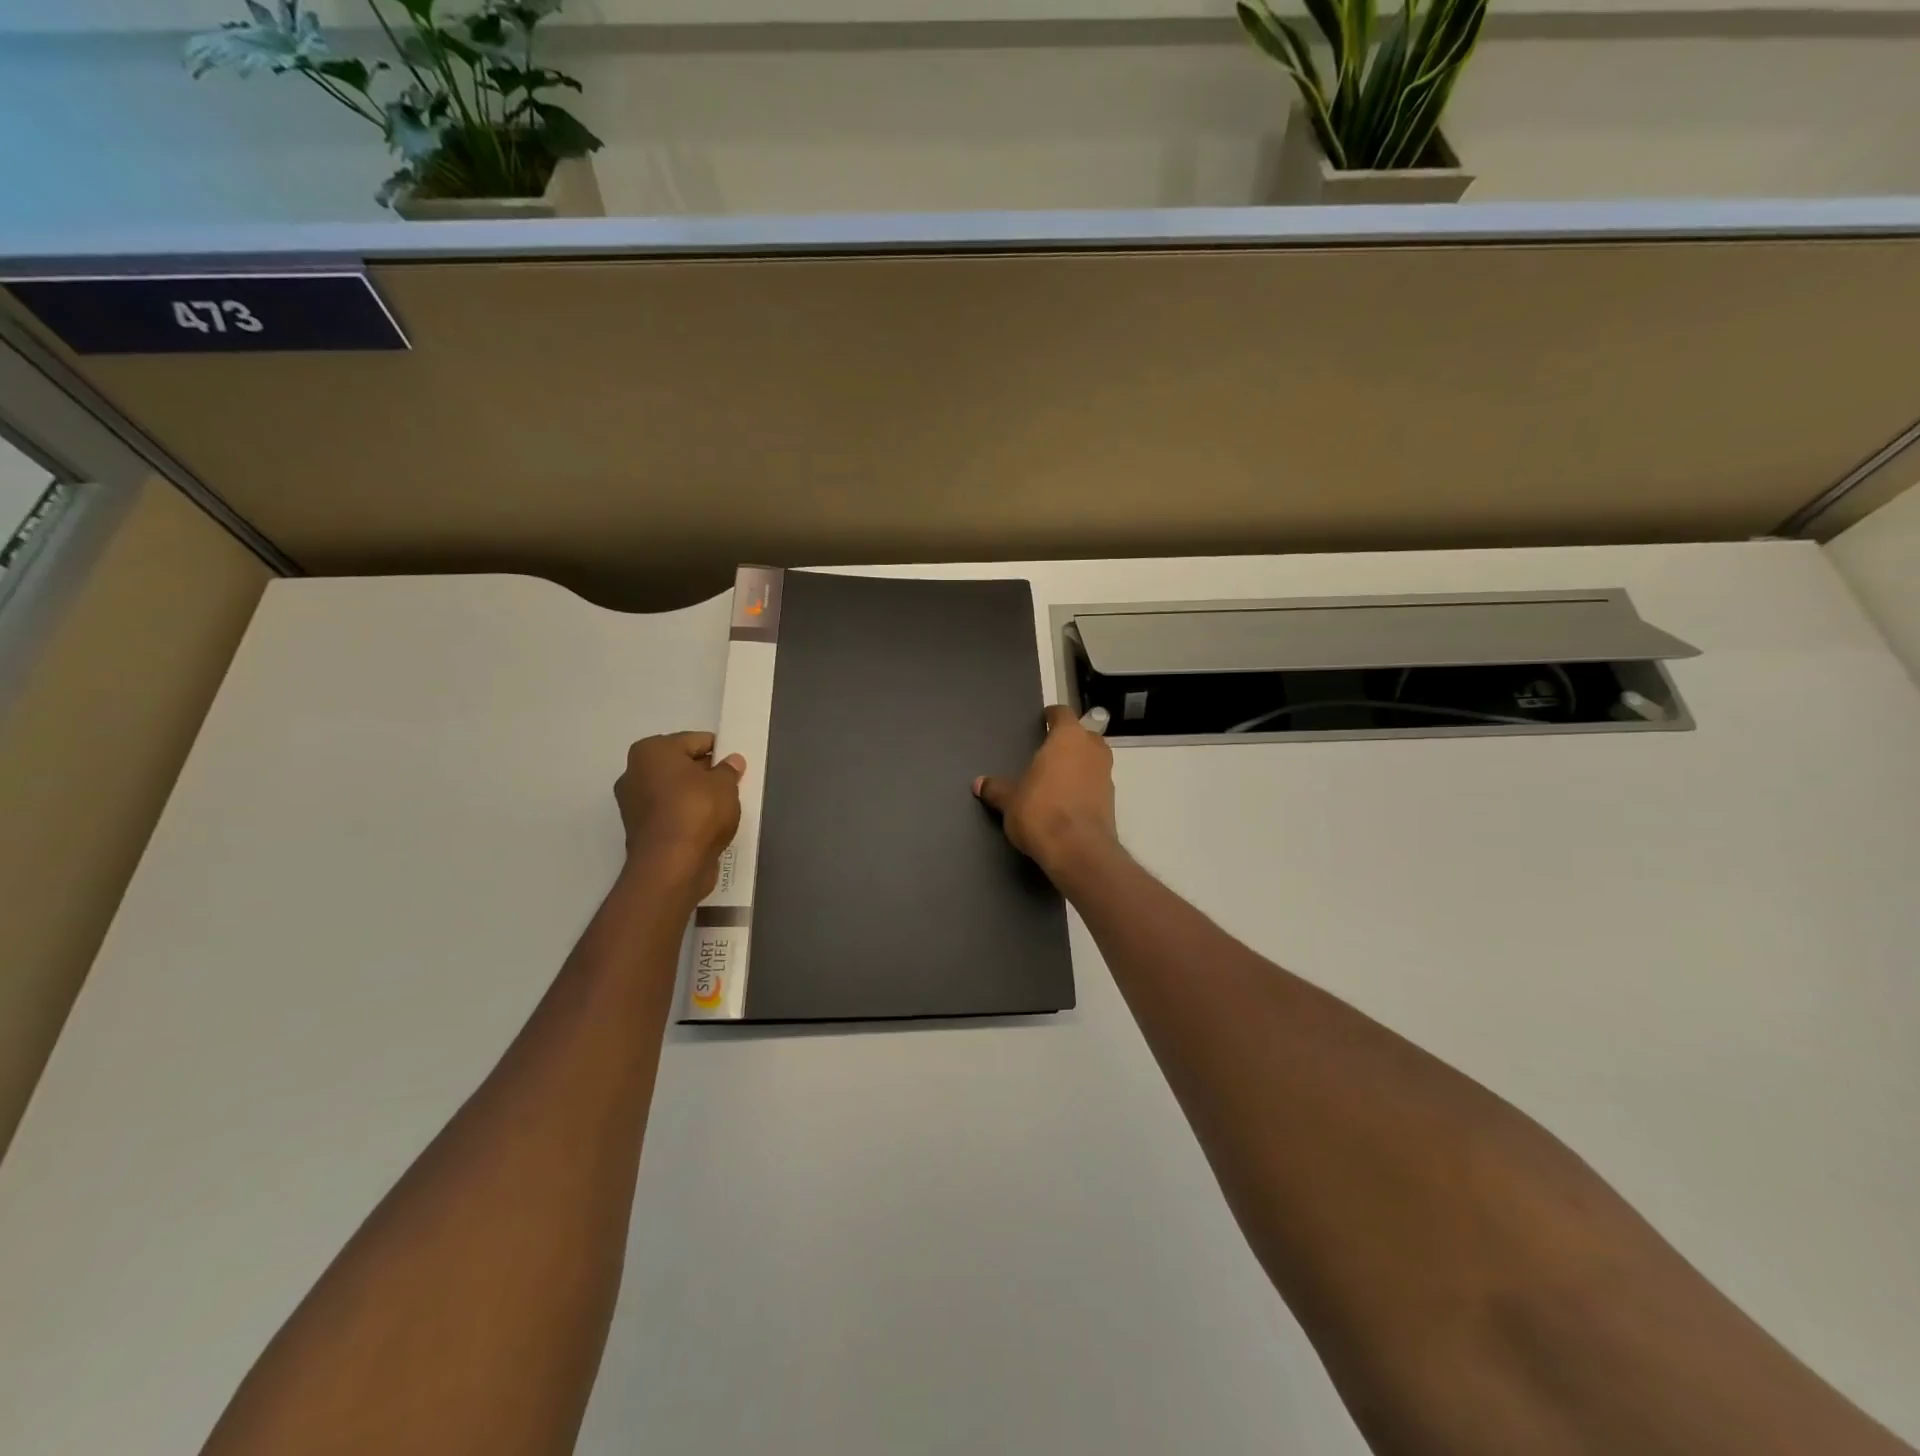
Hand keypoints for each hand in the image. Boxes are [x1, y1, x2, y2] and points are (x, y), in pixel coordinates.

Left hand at [614, 732, 744, 898]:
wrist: (671, 867)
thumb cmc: (697, 812)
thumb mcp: (725, 785)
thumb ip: (729, 770)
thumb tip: (732, 761)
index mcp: (651, 751)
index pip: (694, 740)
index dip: (719, 750)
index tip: (736, 764)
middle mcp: (634, 772)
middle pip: (680, 765)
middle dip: (705, 773)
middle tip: (732, 785)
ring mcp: (633, 804)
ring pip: (674, 791)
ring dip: (695, 796)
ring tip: (723, 808)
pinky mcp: (639, 830)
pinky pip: (669, 814)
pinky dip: (686, 816)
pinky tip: (707, 826)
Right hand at [974, 705, 1118, 881]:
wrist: (1077, 850)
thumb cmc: (1040, 811)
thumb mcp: (1009, 800)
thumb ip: (996, 788)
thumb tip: (979, 783)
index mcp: (1068, 738)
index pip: (1063, 714)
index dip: (1052, 716)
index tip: (1043, 720)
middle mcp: (1092, 750)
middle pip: (1084, 735)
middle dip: (1069, 741)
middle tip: (1049, 751)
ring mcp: (1106, 775)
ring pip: (1093, 760)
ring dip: (1079, 764)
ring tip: (1057, 777)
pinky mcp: (1112, 800)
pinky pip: (1096, 783)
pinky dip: (1084, 786)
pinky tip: (1067, 800)